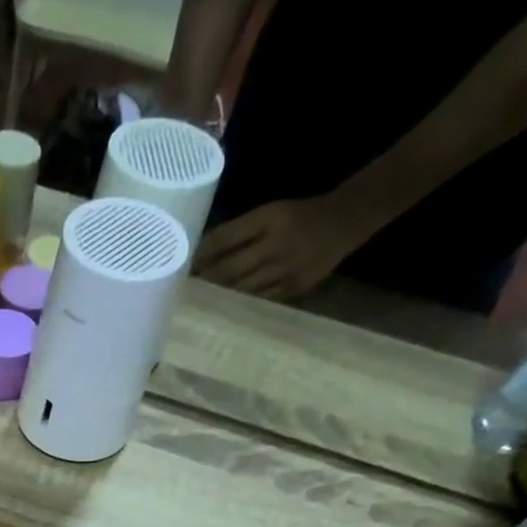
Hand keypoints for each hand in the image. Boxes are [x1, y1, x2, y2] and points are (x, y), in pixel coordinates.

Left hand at [195, 195, 377, 300]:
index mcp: (269, 218)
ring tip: (195, 307)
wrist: (346, 220)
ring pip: (242, 289)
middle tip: (180, 294)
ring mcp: (286, 269)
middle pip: (229, 269)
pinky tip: (223, 313)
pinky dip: (239, 307)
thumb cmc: (298, 217)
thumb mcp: (269, 213)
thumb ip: (238, 233)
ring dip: (217, 299)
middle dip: (204, 282)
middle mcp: (276, 243)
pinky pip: (259, 301)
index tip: (180, 268)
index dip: (201, 255)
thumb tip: (200, 254)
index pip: (225, 238)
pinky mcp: (294, 288)